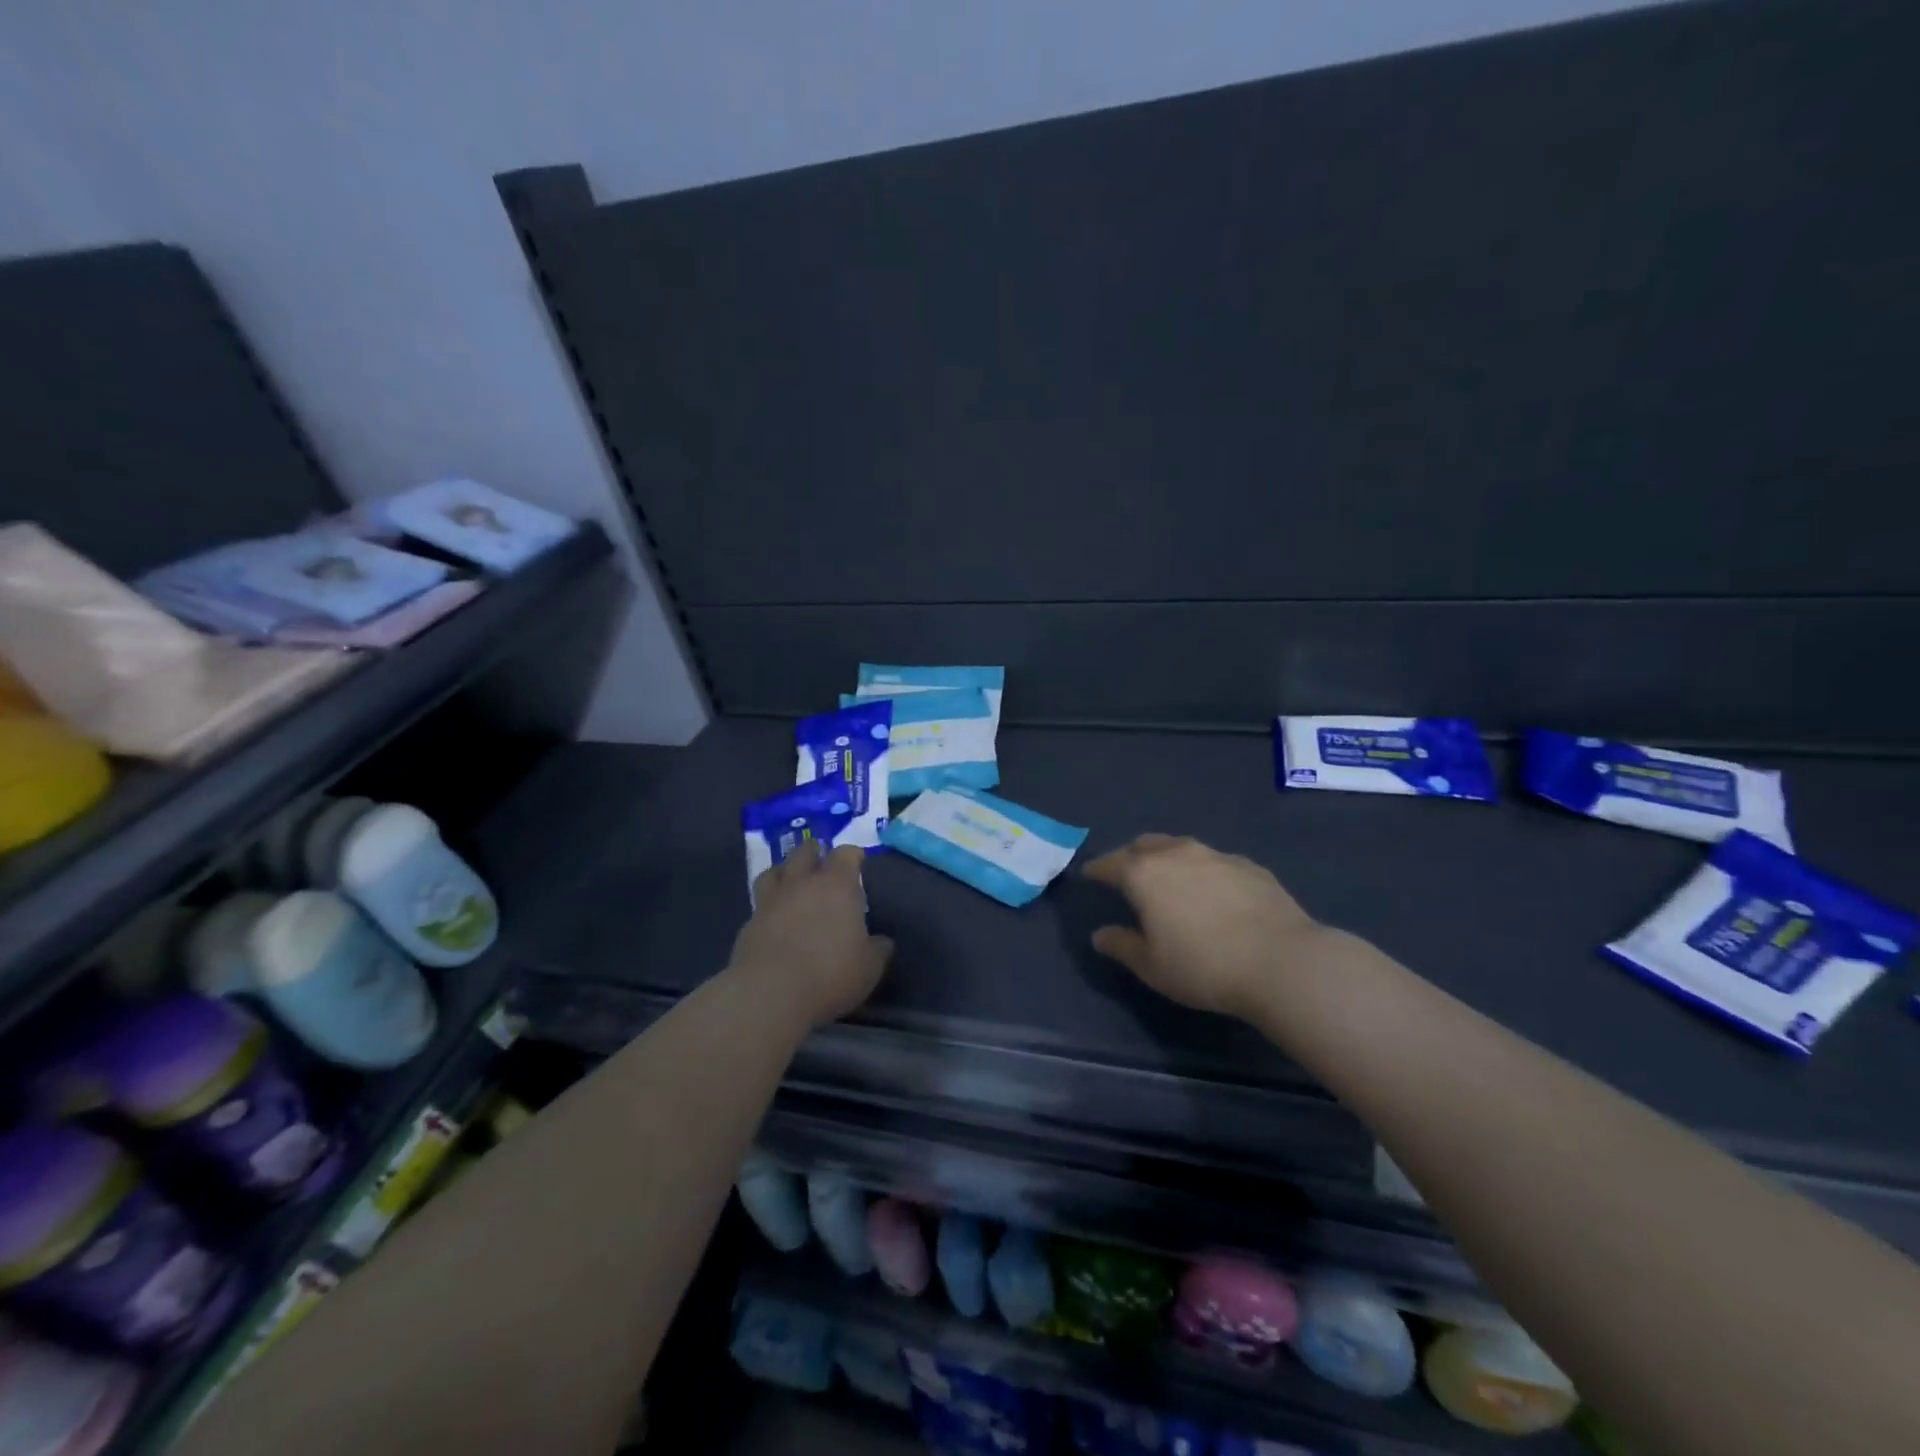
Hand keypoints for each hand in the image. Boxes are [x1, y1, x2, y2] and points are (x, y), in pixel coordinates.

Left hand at [731, 842, 893, 1027]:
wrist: (770, 993)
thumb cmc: (830, 973)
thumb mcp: (869, 967)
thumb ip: (877, 949)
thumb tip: (882, 942)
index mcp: (836, 885)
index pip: (845, 854)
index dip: (852, 855)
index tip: (858, 860)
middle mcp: (802, 884)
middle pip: (804, 852)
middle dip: (814, 853)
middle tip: (822, 862)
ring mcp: (770, 901)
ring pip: (774, 871)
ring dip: (785, 871)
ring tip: (791, 881)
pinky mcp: (748, 923)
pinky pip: (760, 903)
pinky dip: (768, 905)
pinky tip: (775, 919)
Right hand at [1084, 834, 1323, 1018]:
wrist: (1281, 960)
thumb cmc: (1204, 966)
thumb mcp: (1152, 966)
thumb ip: (1121, 945)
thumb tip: (1100, 934)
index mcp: (1144, 874)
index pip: (1110, 864)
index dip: (1097, 870)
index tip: (1089, 875)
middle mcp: (1176, 854)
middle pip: (1144, 845)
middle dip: (1131, 856)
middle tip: (1127, 873)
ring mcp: (1215, 855)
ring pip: (1180, 847)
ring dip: (1167, 858)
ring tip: (1168, 878)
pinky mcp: (1249, 865)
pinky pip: (1213, 861)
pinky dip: (1202, 870)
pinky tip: (1211, 890)